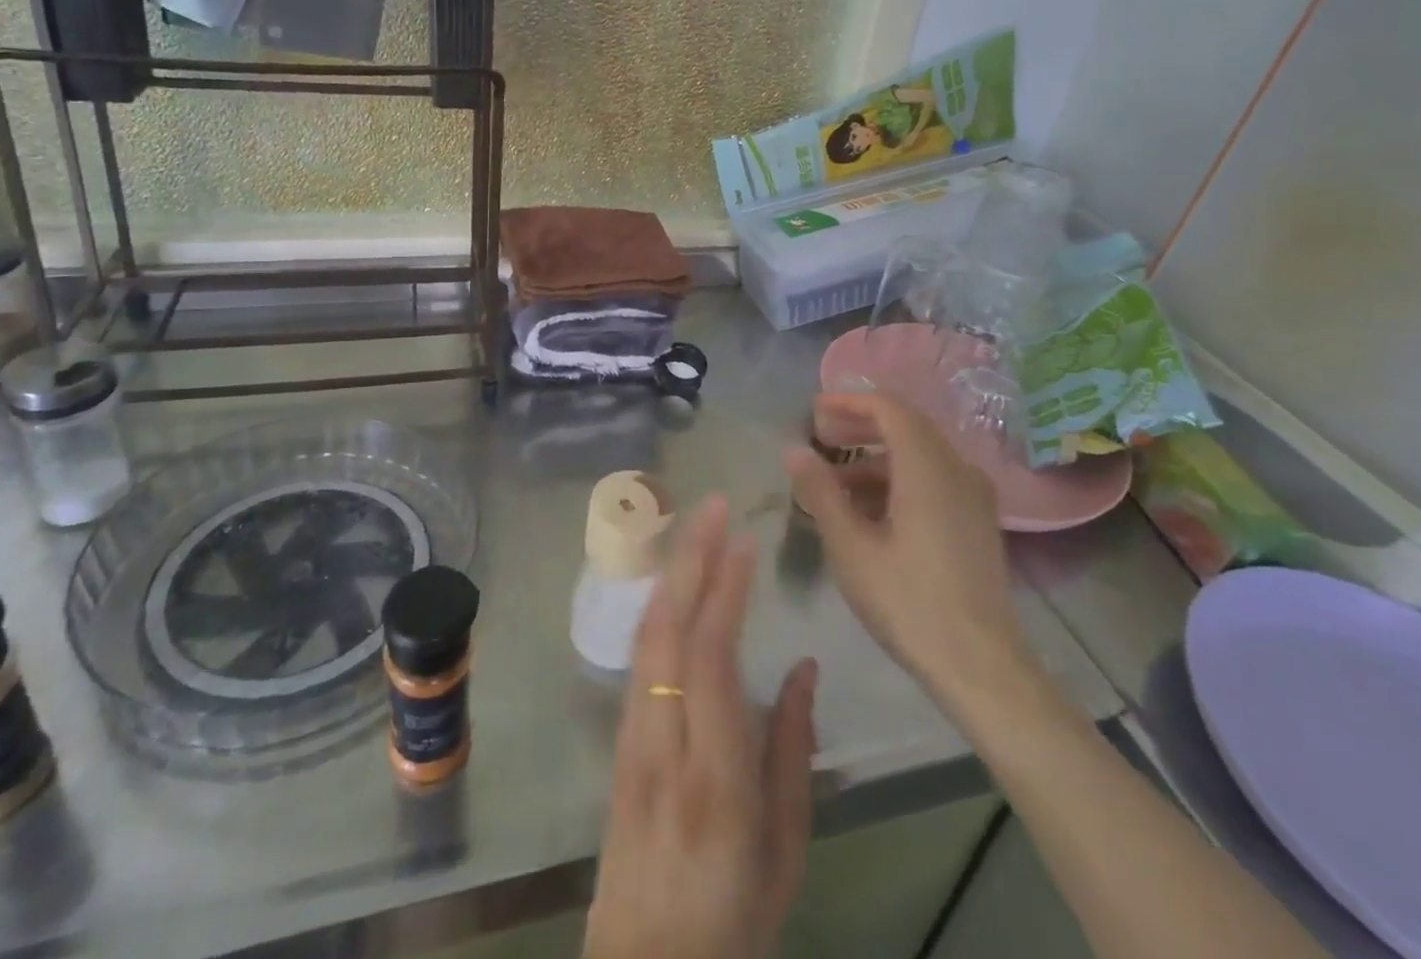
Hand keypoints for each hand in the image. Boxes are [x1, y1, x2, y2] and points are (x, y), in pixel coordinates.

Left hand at [584, 496, 817, 958]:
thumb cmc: (734, 915)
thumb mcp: (786, 849)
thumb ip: (793, 751)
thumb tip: (803, 667)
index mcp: (716, 774)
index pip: (711, 659)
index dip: (725, 593)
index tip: (744, 542)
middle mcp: (663, 743)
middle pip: (669, 630)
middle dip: (692, 558)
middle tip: (715, 505)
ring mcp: (631, 739)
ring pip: (646, 636)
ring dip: (672, 572)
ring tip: (696, 527)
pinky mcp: (618, 742)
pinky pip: (637, 658)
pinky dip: (657, 607)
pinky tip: (673, 582)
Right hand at [786, 392, 1032, 710]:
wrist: (983, 667)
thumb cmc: (909, 603)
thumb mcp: (851, 547)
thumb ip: (820, 491)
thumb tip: (793, 448)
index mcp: (927, 467)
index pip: (888, 407)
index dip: (848, 402)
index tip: (814, 412)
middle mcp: (956, 468)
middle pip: (906, 425)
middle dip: (860, 425)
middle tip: (820, 436)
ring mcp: (973, 494)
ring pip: (920, 453)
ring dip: (876, 456)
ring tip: (835, 481)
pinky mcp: (977, 519)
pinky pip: (934, 477)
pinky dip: (899, 477)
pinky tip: (870, 509)